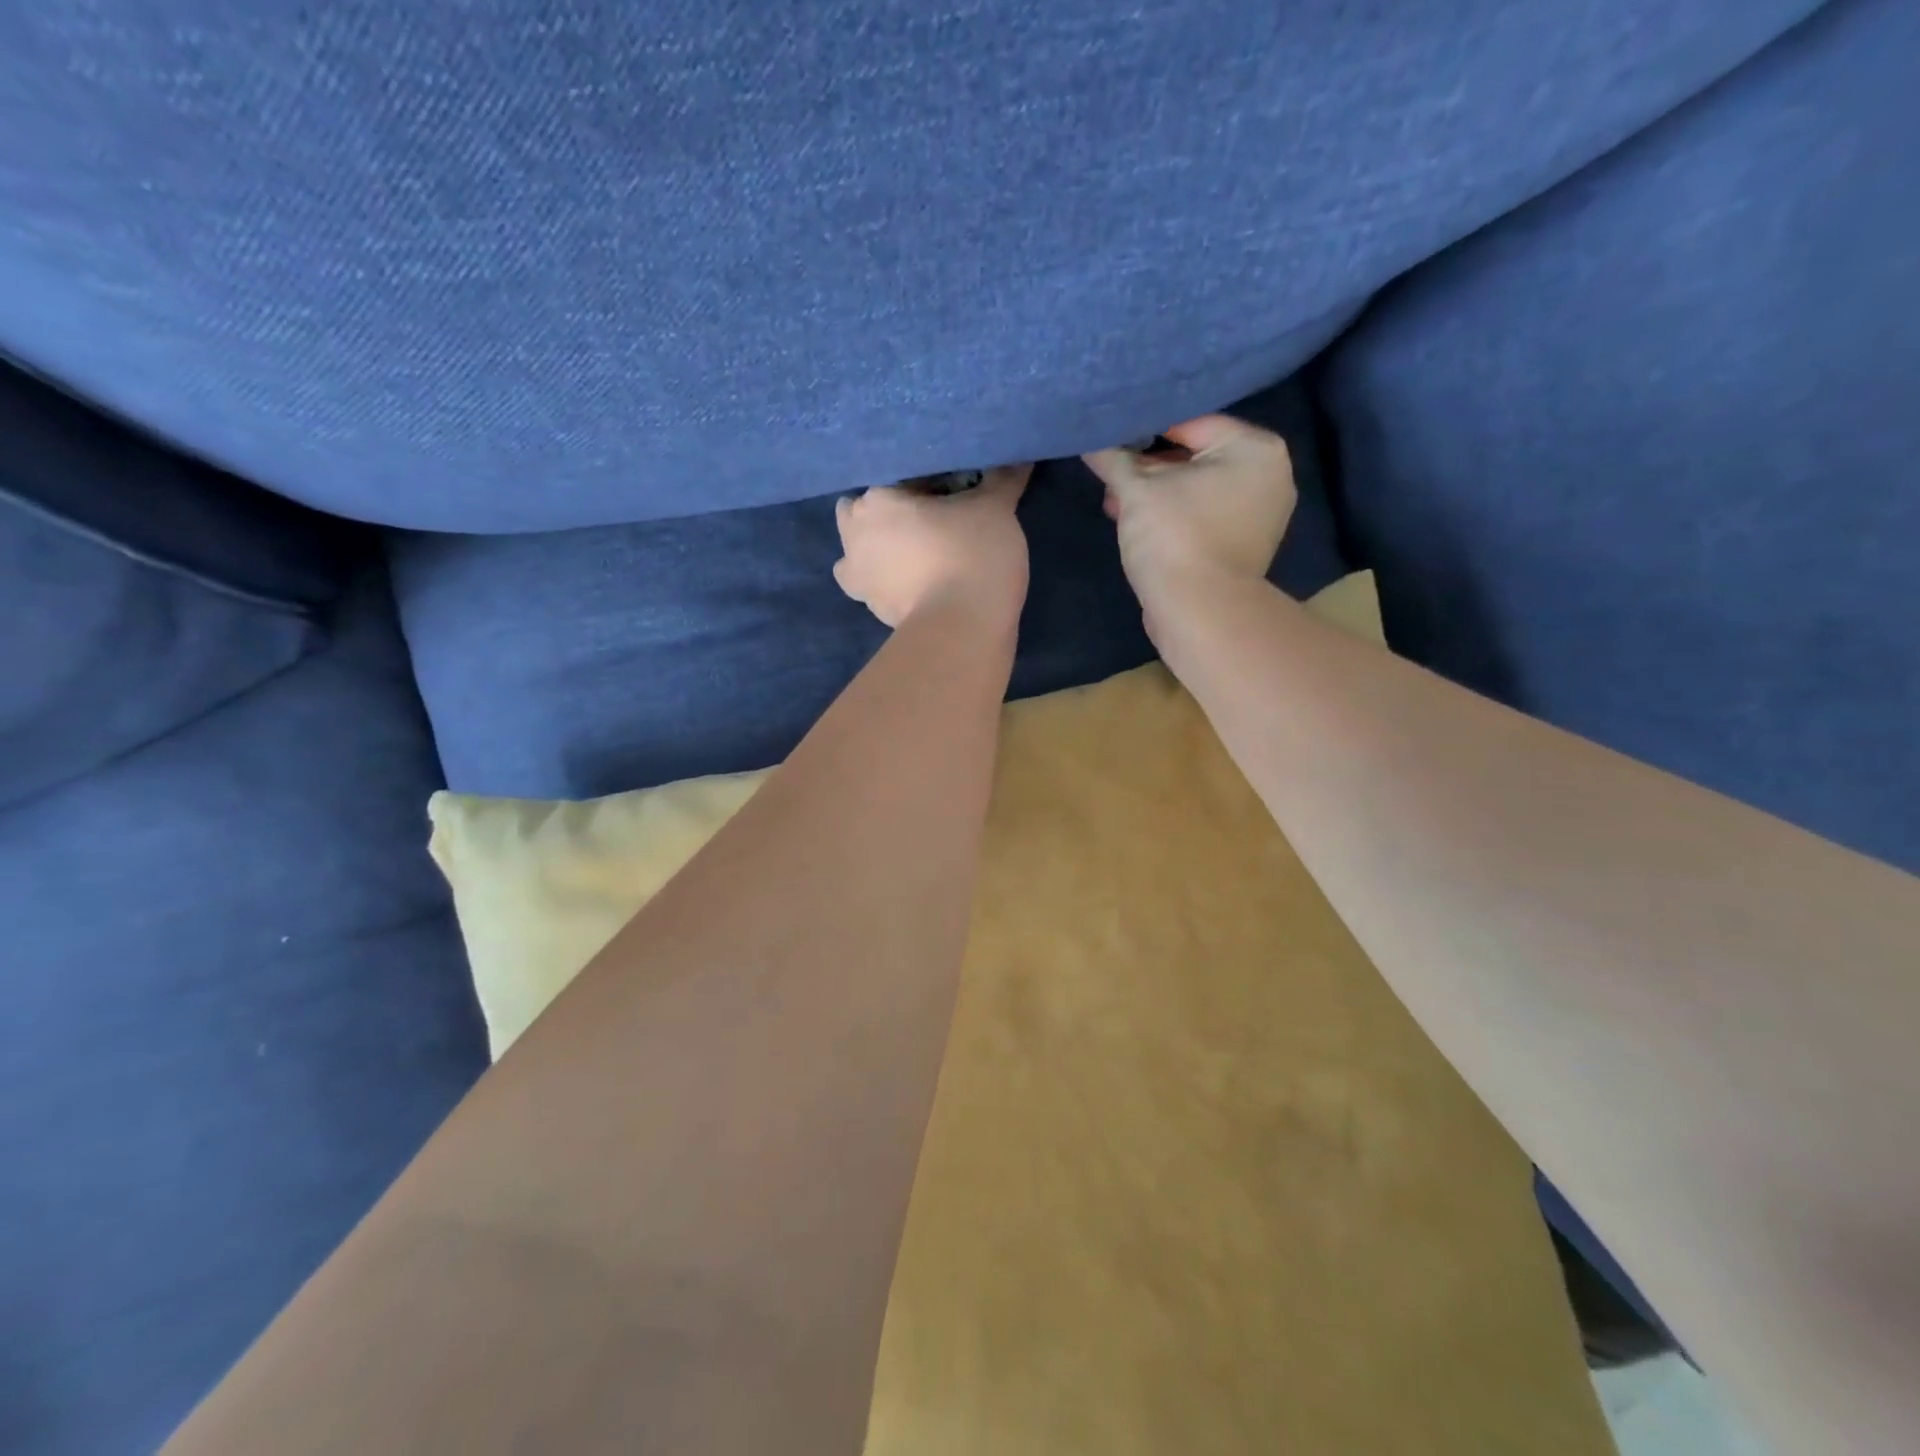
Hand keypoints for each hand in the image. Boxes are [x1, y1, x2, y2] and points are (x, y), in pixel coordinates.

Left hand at [834, 465, 1031, 628]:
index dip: (925, 483)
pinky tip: (913, 582)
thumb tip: (1019, 456)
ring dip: (878, 548)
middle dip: (887, 513)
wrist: (962, 629)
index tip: (952, 495)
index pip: (899, 477)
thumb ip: (1002, 479)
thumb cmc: (973, 554)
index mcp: (877, 499)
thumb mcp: (996, 508)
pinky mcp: (872, 611)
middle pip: (866, 511)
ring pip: (860, 551)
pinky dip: (887, 582)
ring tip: (916, 553)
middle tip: (928, 521)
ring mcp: (857, 577)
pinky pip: (874, 586)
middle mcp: (855, 534)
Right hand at [1083, 416, 1296, 621]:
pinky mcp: (1243, 546)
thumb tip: (1091, 441)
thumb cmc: (1175, 537)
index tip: (1113, 440)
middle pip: (1195, 456)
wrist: (1199, 611)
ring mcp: (1260, 514)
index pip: (1191, 422)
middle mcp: (1269, 475)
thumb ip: (1114, 460)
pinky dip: (1173, 516)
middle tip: (1111, 476)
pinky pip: (1203, 516)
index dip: (1146, 430)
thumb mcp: (1137, 491)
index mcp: (1255, 448)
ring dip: (1155, 495)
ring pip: (1196, 489)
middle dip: (1148, 468)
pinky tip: (1136, 525)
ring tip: (1115, 503)